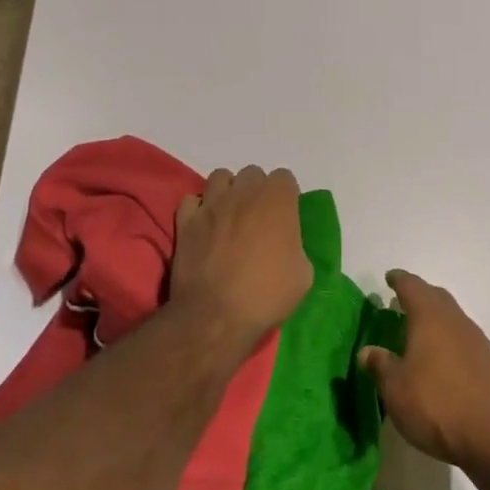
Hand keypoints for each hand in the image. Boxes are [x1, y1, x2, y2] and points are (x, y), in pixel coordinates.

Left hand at [170, 166, 312, 343]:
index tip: (285, 218)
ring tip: (230, 216)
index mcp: (277, 200)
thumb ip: (296, 246)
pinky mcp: (186, 221)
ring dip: (227, 192)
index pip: (284, 178)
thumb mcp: (303, 274)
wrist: (215, 315)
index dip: (286, 197)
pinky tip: (205, 226)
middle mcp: (244, 192)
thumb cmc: (266, 294)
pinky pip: (192, 200)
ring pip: (220, 178)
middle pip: (252, 174)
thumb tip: (286, 244)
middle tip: (258, 218)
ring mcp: (211, 204)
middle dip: (256, 190)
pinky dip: (198, 209)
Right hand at [359, 271, 489, 476]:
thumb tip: (368, 350)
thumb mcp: (396, 390)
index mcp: (430, 317)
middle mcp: (456, 321)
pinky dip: (449, 340)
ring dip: (435, 319)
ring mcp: (478, 341)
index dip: (399, 280)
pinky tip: (442, 362)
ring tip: (418, 335)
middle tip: (400, 304)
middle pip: (436, 297)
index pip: (412, 286)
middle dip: (418, 296)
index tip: (389, 278)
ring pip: (452, 318)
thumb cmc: (437, 406)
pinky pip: (464, 339)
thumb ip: (381, 365)